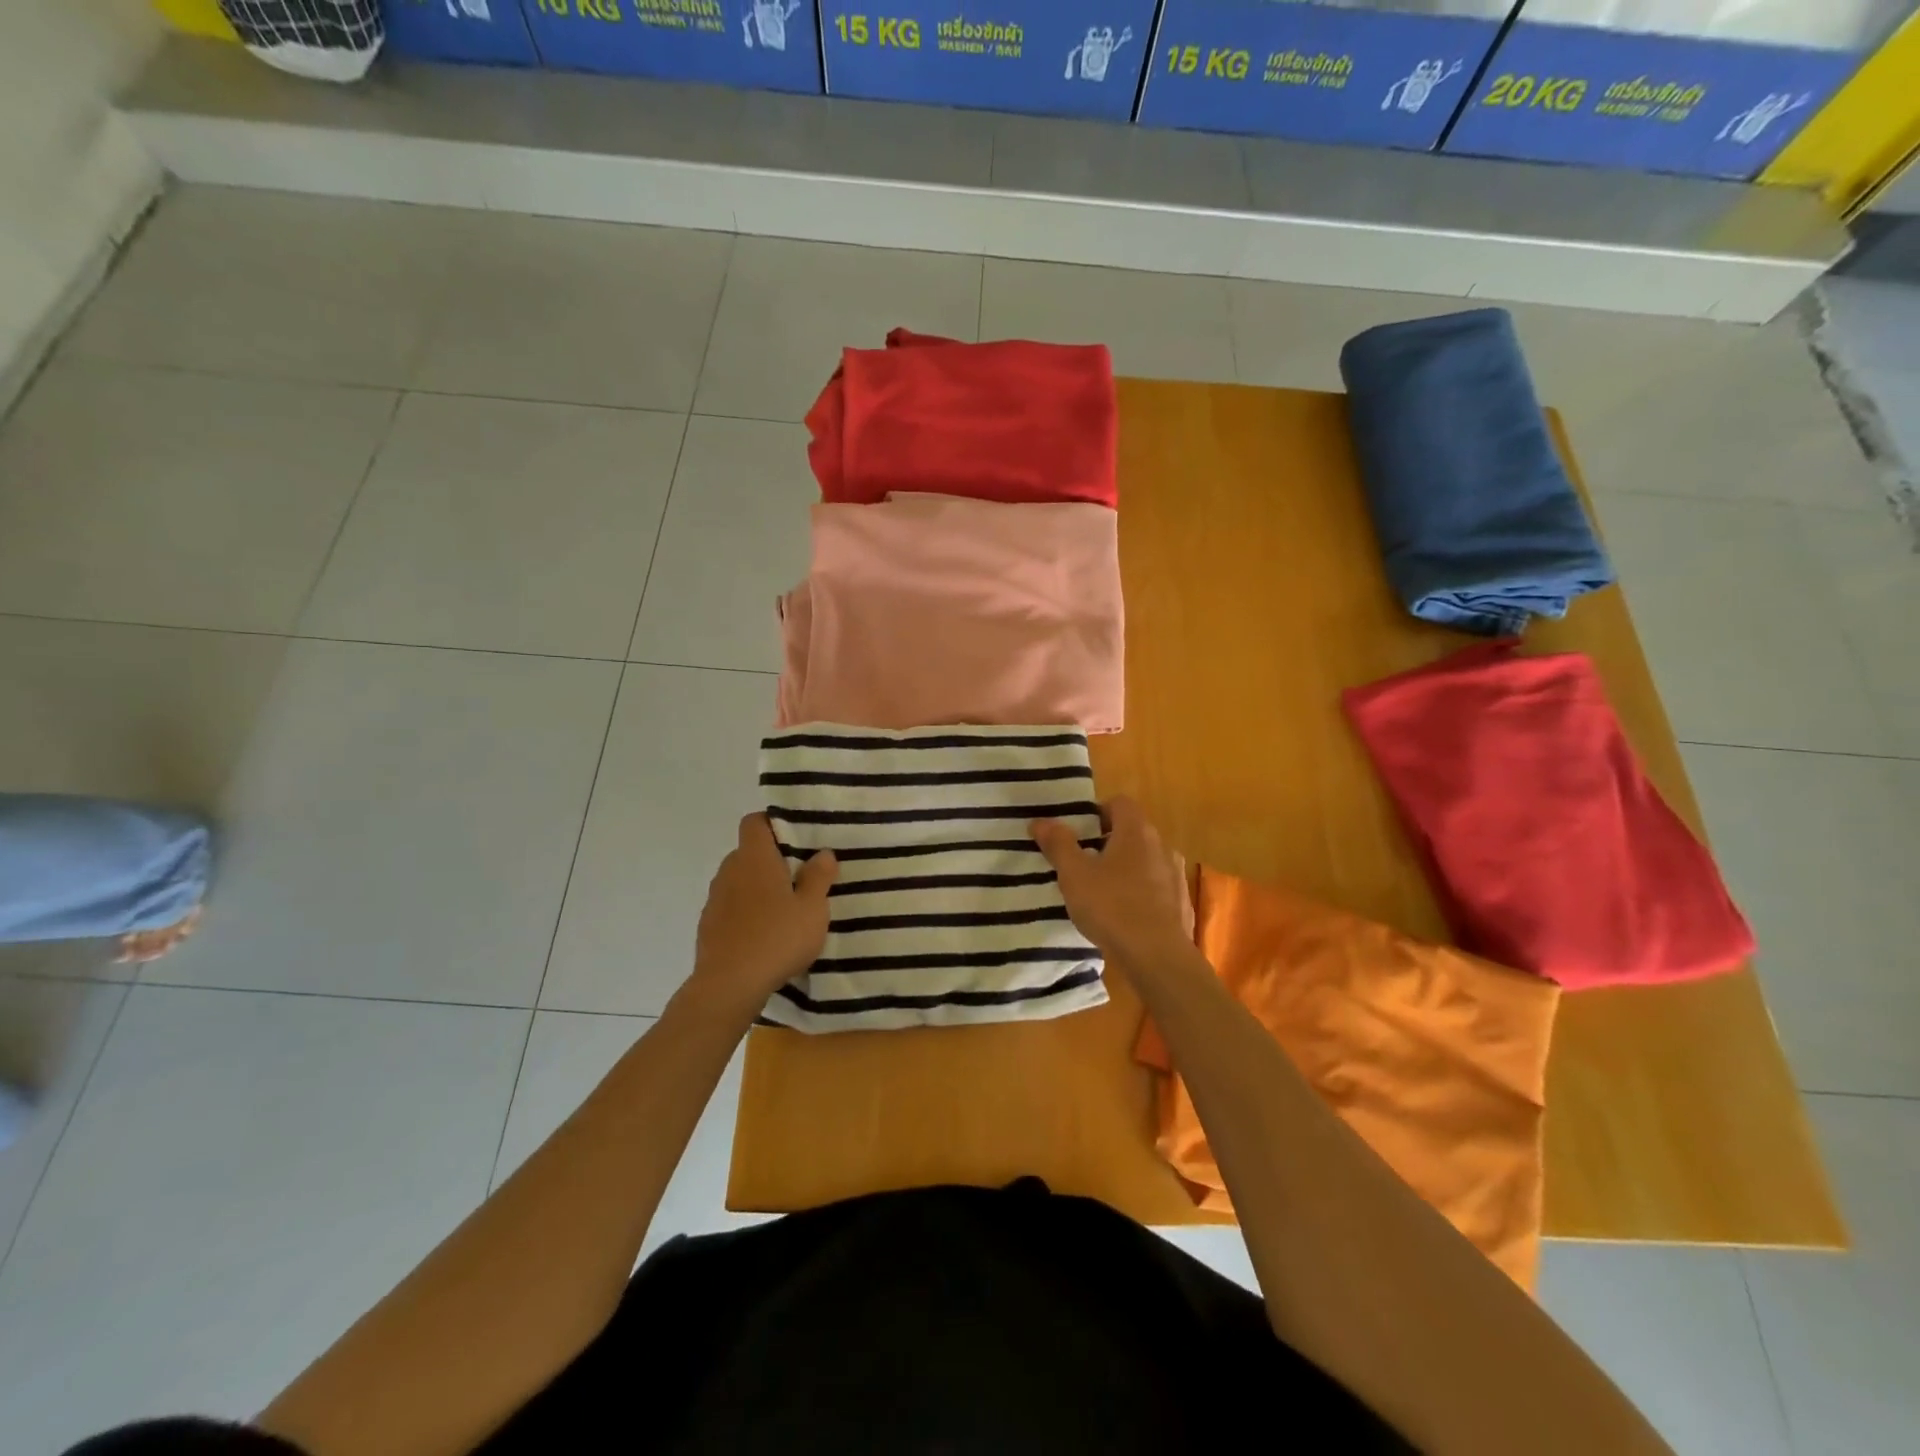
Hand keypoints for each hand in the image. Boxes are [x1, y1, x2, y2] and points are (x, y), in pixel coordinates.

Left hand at [686, 814, 836, 1015]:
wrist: (729, 986)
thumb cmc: (777, 938)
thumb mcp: (812, 909)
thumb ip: (819, 877)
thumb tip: (823, 853)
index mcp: (754, 858)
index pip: (754, 822)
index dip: (773, 824)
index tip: (795, 839)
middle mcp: (729, 871)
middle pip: (748, 852)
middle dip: (771, 860)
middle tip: (800, 877)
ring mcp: (715, 899)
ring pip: (739, 880)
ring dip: (758, 888)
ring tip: (785, 909)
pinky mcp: (708, 926)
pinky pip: (731, 906)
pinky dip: (746, 912)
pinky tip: (765, 934)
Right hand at [1031, 796, 1189, 966]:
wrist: (1157, 956)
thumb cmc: (1111, 906)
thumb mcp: (1074, 874)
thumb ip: (1058, 844)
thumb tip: (1040, 821)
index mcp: (1137, 831)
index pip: (1119, 803)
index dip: (1097, 812)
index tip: (1078, 834)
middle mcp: (1162, 846)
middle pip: (1132, 831)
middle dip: (1107, 842)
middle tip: (1082, 863)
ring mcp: (1175, 875)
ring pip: (1145, 860)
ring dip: (1124, 868)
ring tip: (1101, 892)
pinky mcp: (1181, 903)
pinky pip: (1156, 887)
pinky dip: (1139, 892)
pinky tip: (1123, 915)